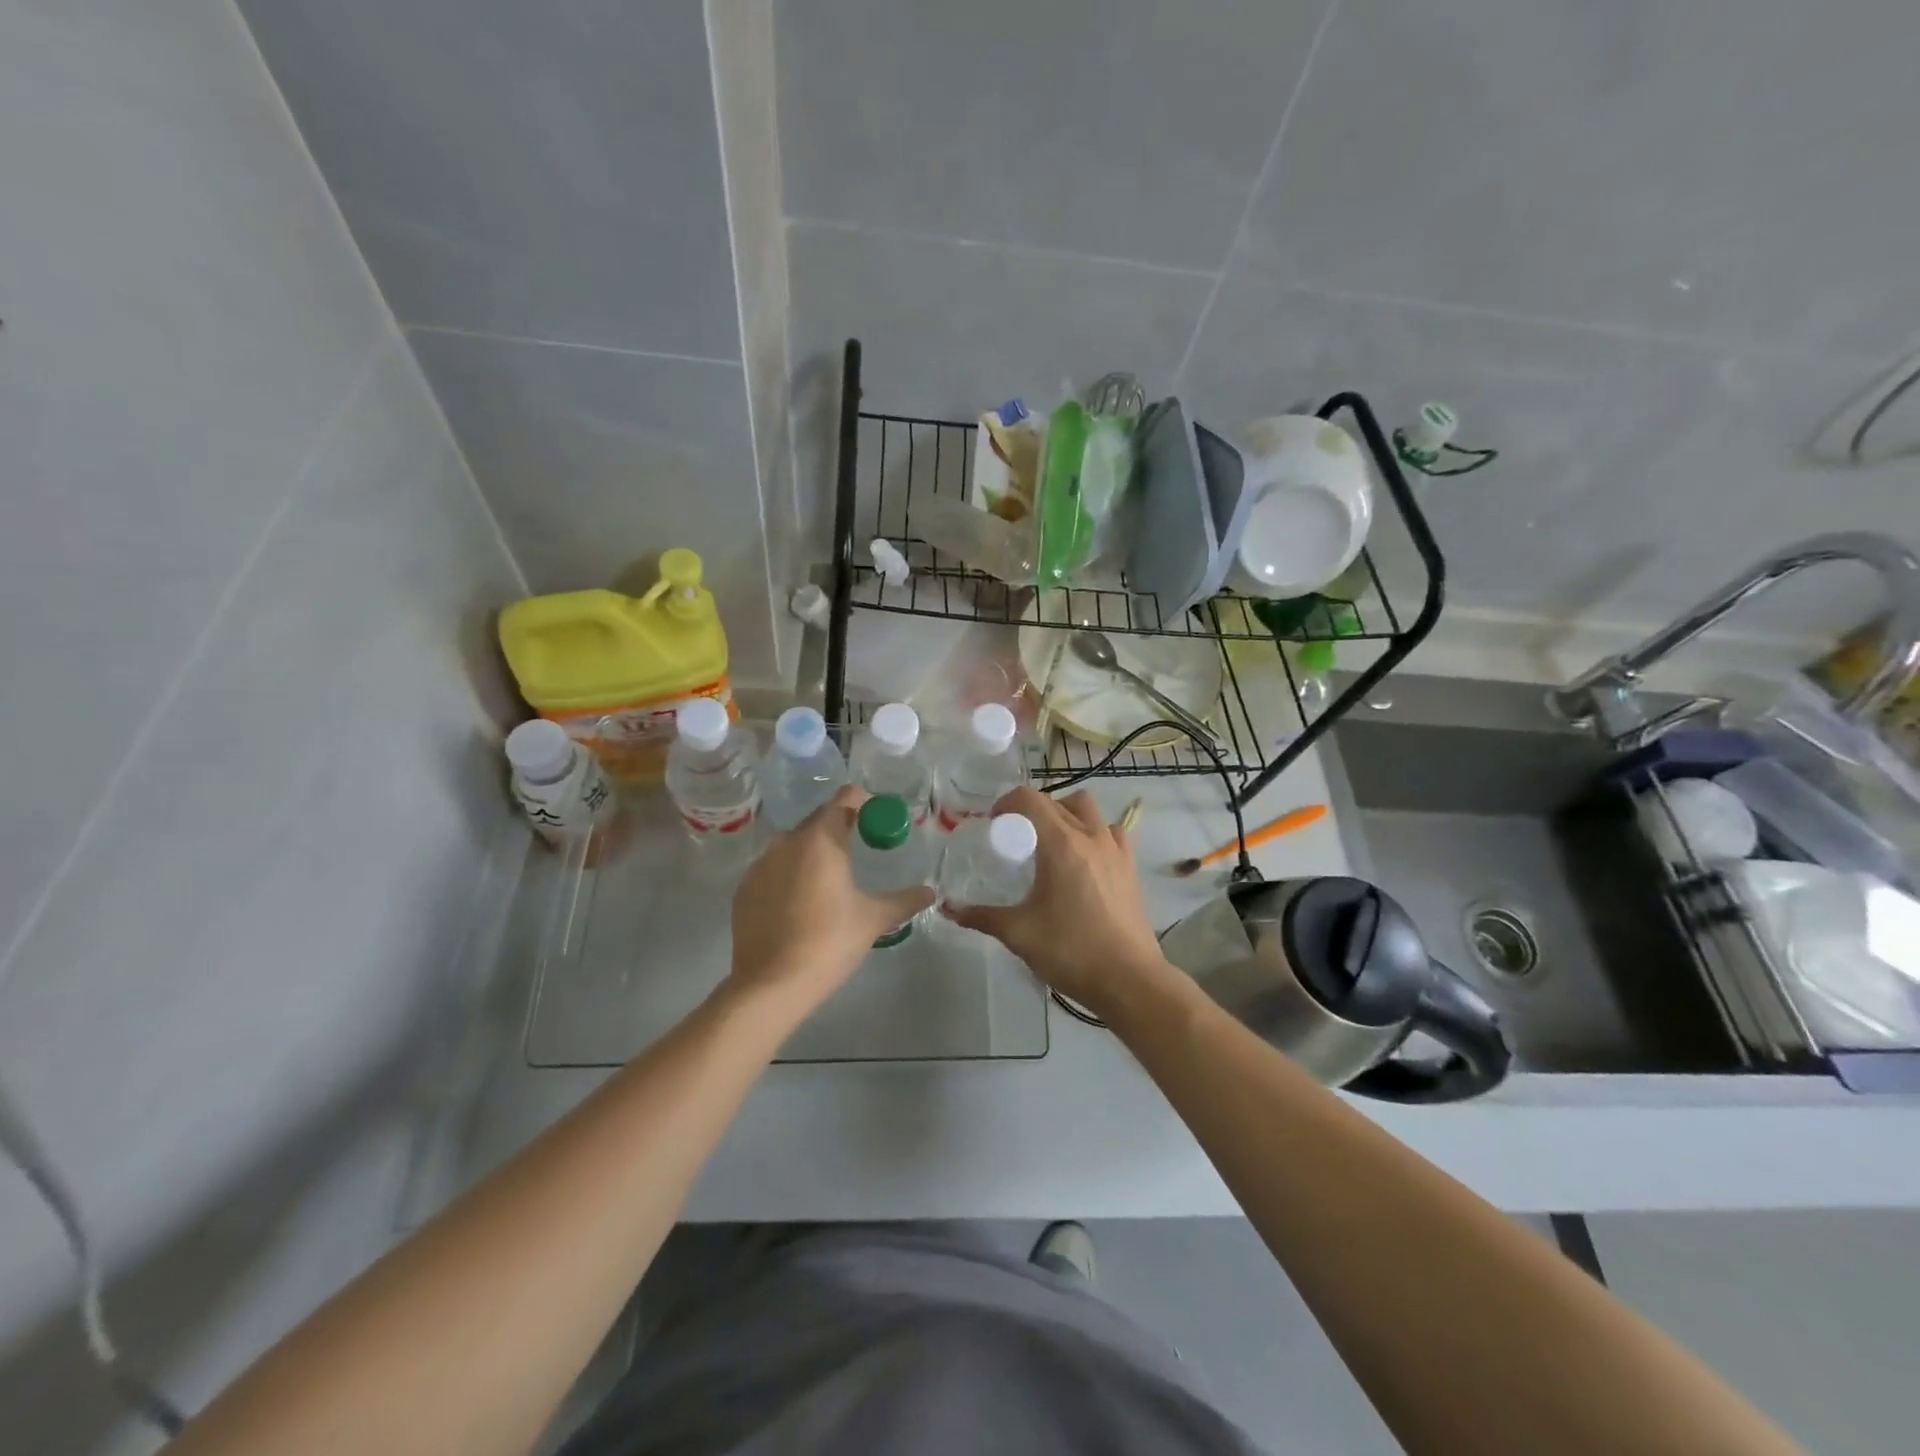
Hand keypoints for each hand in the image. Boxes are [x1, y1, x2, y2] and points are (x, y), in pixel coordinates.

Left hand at [727, 785, 933, 1017]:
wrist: (772, 984)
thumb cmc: (830, 942)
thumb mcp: (873, 919)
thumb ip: (904, 900)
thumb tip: (930, 892)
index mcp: (821, 840)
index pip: (845, 799)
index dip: (864, 804)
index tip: (877, 823)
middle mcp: (787, 842)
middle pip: (818, 820)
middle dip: (840, 829)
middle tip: (859, 852)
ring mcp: (760, 865)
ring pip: (793, 845)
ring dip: (813, 852)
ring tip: (830, 881)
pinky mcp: (744, 889)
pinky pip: (772, 869)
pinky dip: (789, 875)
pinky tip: (800, 905)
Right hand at [948, 786, 1171, 1016]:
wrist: (1129, 980)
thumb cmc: (1071, 951)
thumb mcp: (1019, 933)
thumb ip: (983, 917)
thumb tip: (950, 910)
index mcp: (1061, 844)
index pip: (1030, 799)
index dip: (1007, 803)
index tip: (994, 824)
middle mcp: (1090, 836)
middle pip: (1057, 802)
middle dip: (1032, 811)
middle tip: (1016, 839)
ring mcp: (1115, 850)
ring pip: (1088, 810)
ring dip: (1066, 814)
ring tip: (1052, 843)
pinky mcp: (1130, 867)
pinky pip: (1111, 832)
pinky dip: (1094, 833)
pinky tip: (1084, 859)